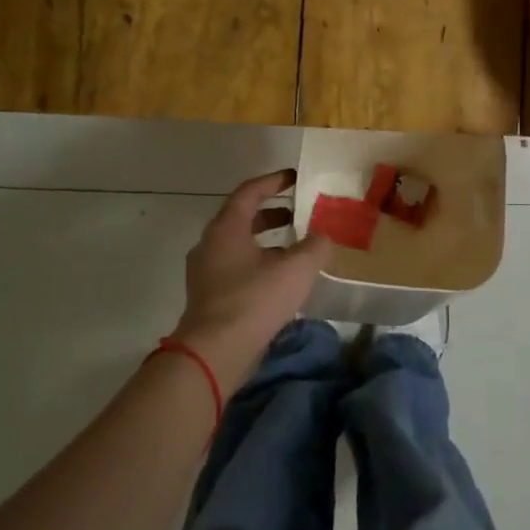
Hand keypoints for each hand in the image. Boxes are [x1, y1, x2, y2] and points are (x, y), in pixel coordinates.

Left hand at [172, 170, 332, 387]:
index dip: (273, 181)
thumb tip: (323, 238)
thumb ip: (315, 247)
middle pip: (242, 219)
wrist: (215, 351)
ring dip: (267, 243)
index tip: (295, 177)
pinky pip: (237, 270)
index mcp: (226, 228)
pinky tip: (282, 282)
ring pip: (240, 247)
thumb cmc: (254, 299)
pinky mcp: (210, 298)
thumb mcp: (296, 269)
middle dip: (272, 214)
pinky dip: (259, 265)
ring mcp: (207, 273)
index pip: (249, 192)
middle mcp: (211, 245)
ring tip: (296, 250)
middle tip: (299, 215)